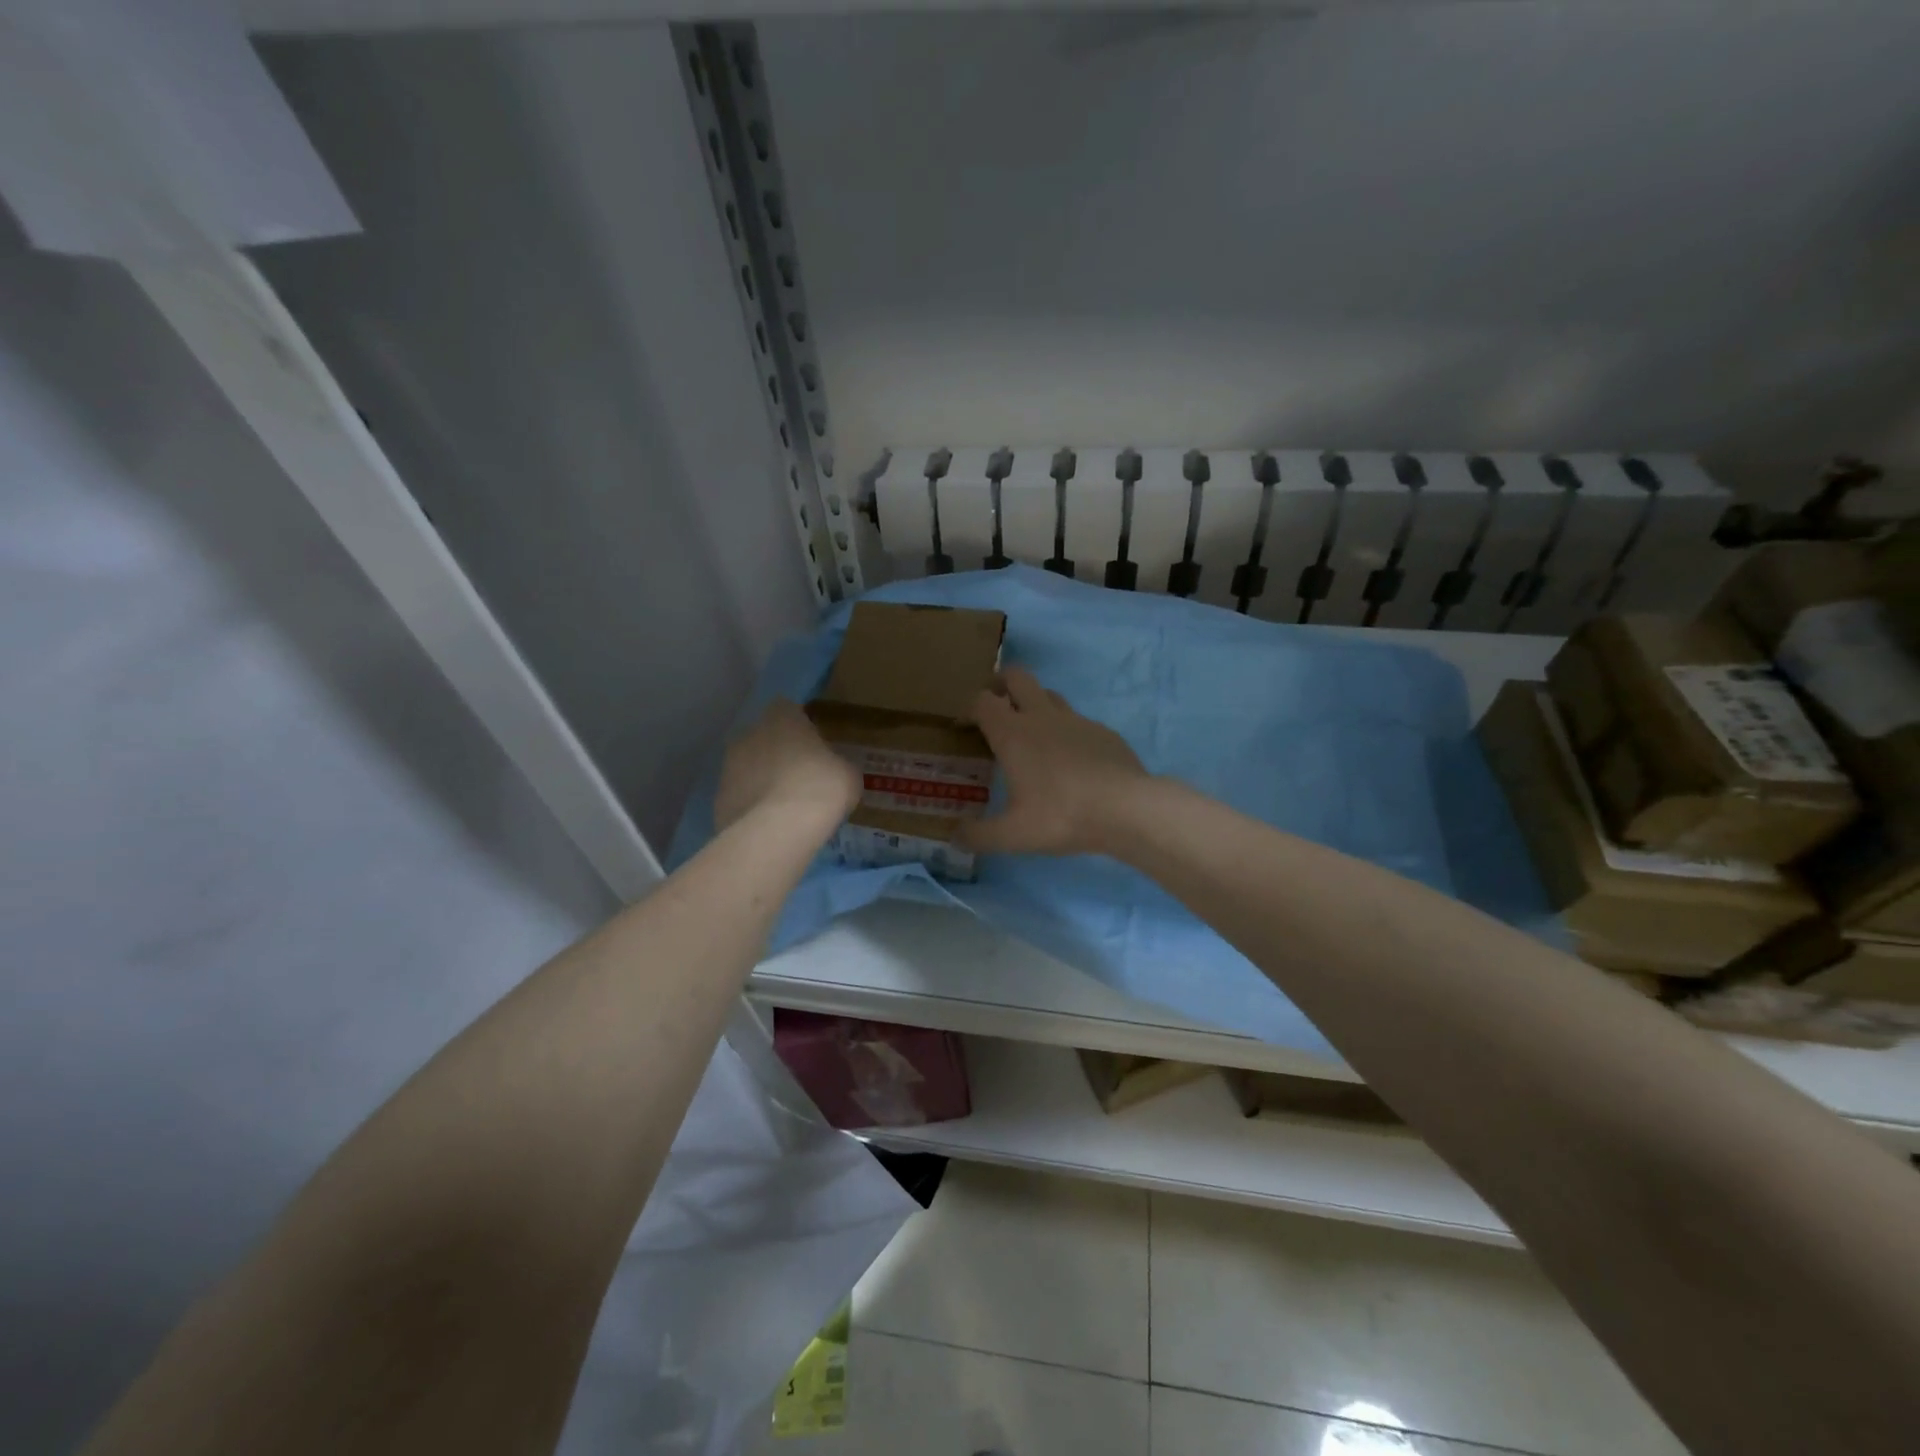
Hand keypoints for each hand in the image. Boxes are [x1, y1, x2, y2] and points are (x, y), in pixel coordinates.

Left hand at [715, 699, 860, 833]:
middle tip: (801, 778)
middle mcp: (749, 734)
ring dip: (762, 781)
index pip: (787, 709)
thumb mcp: (847, 773)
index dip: (800, 727)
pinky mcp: (718, 799)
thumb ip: (836, 763)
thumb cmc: (821, 787)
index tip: (813, 746)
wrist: (778, 830)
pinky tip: (771, 826)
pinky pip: (740, 798)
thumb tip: (832, 769)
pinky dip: (752, 807)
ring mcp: (728, 767)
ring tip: (786, 807)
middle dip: (778, 754)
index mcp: (782, 718)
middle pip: (764, 738)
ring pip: (748, 768)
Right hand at [958, 667, 1148, 856]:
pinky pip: (1079, 722)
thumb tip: (954, 836)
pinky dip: (1068, 732)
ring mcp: (1077, 720)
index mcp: (1013, 733)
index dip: (970, 709)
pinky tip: (1072, 761)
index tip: (965, 727)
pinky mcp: (1105, 732)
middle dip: (1002, 683)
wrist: (1127, 809)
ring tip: (1032, 734)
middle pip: (1017, 676)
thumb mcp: (1012, 835)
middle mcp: (1042, 717)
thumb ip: (978, 835)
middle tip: (996, 706)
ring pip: (1050, 695)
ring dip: (1035, 704)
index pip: (982, 701)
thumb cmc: (1061, 816)